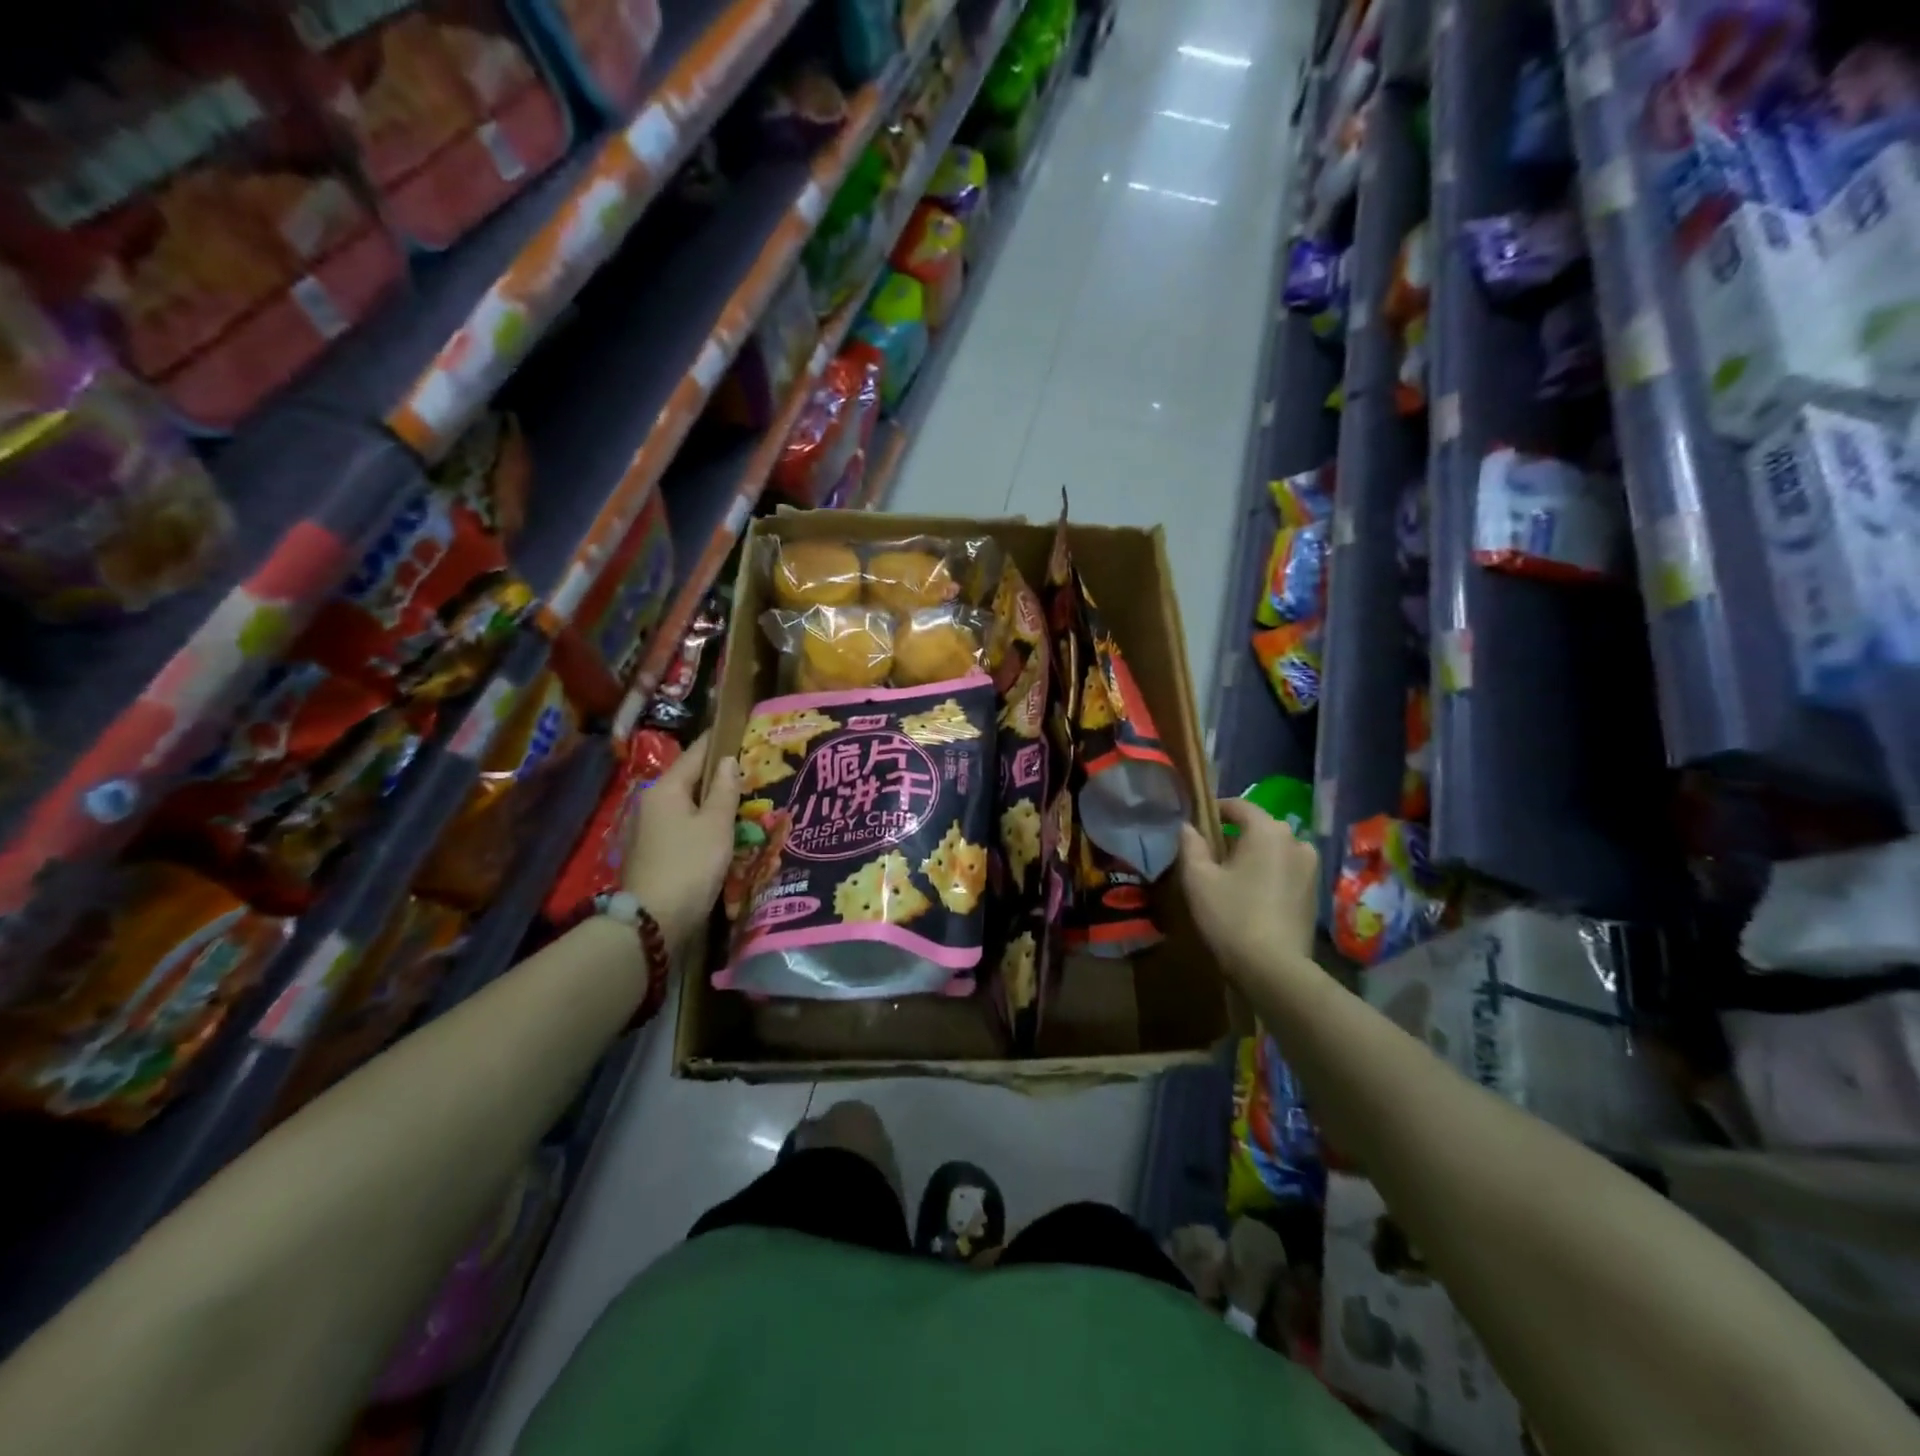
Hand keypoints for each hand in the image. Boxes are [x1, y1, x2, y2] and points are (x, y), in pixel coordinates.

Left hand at [624, 732, 741, 946]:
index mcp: (666, 788)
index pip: (696, 754)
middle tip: (751, 771)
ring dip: (711, 802)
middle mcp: (651, 802)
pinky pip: (682, 826)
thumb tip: (728, 760)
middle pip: (689, 779)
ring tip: (742, 801)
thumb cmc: (690, 865)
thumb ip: (725, 790)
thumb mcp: (716, 825)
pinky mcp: (651, 852)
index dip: (719, 742)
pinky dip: (701, 823)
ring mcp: (647, 829)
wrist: (653, 921)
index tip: (740, 731)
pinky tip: (722, 832)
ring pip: (686, 805)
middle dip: (718, 775)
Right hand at [1179, 800, 1319, 988]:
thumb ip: (1191, 845)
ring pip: (1273, 850)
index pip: (1238, 806)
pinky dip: (1268, 874)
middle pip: (1258, 827)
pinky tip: (1251, 896)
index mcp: (1268, 830)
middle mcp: (1296, 841)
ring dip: (1253, 856)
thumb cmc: (1231, 916)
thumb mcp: (1198, 878)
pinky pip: (1285, 870)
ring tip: (1230, 878)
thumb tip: (1189, 826)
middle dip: (1234, 836)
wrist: (1274, 969)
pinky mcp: (1315, 893)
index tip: (1195, 824)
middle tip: (1209, 855)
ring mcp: (1310, 868)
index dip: (1214, 811)